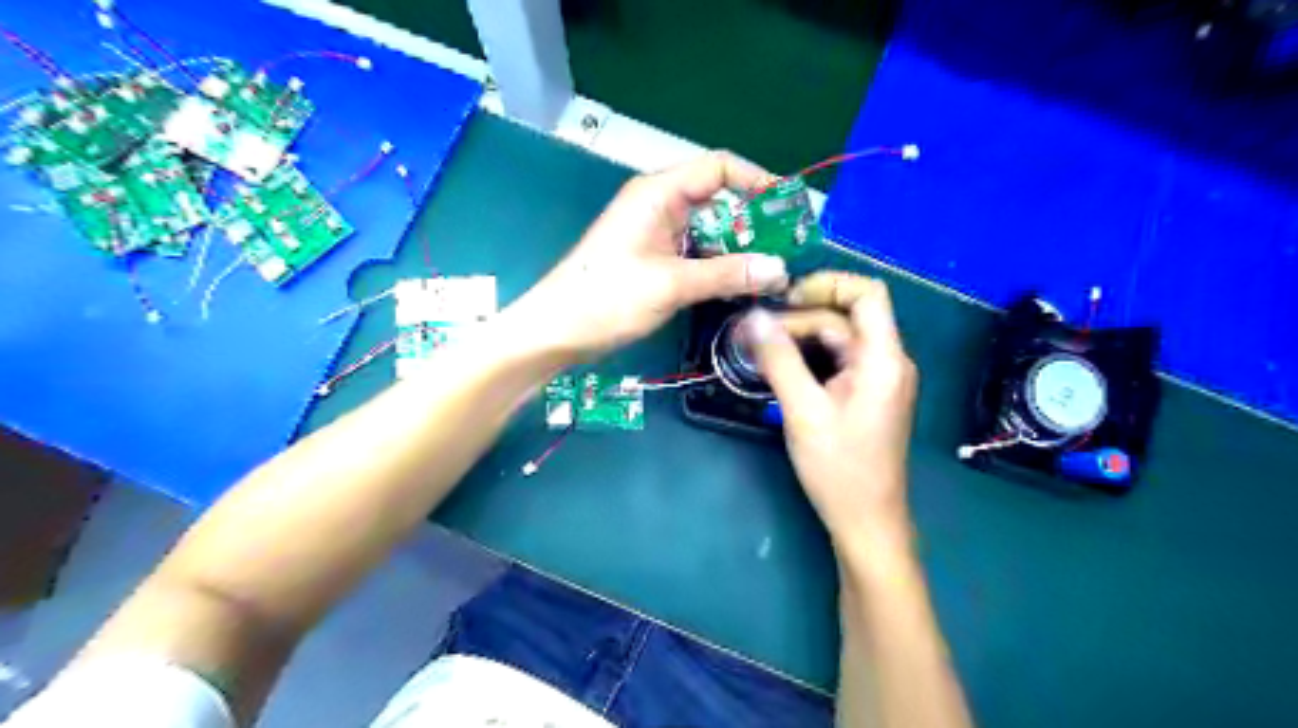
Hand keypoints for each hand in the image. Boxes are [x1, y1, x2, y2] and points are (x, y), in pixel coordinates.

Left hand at [507, 151, 790, 357]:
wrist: (556, 330)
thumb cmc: (607, 298)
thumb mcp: (671, 284)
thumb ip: (727, 274)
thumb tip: (781, 268)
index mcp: (659, 193)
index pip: (719, 168)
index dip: (757, 181)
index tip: (789, 209)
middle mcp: (660, 205)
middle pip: (718, 199)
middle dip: (753, 222)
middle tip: (788, 249)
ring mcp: (656, 233)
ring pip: (709, 230)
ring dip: (738, 248)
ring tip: (773, 271)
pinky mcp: (653, 259)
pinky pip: (695, 253)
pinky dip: (718, 265)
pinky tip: (740, 285)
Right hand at [745, 273, 917, 552]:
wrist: (866, 521)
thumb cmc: (839, 468)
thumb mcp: (803, 411)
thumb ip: (779, 360)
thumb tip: (752, 318)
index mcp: (883, 359)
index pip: (868, 293)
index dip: (827, 284)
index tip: (784, 298)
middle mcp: (888, 361)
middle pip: (845, 318)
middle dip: (799, 319)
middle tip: (755, 335)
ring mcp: (878, 379)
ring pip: (838, 341)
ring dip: (800, 339)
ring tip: (759, 350)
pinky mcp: (867, 395)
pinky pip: (837, 362)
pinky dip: (809, 358)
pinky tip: (779, 369)